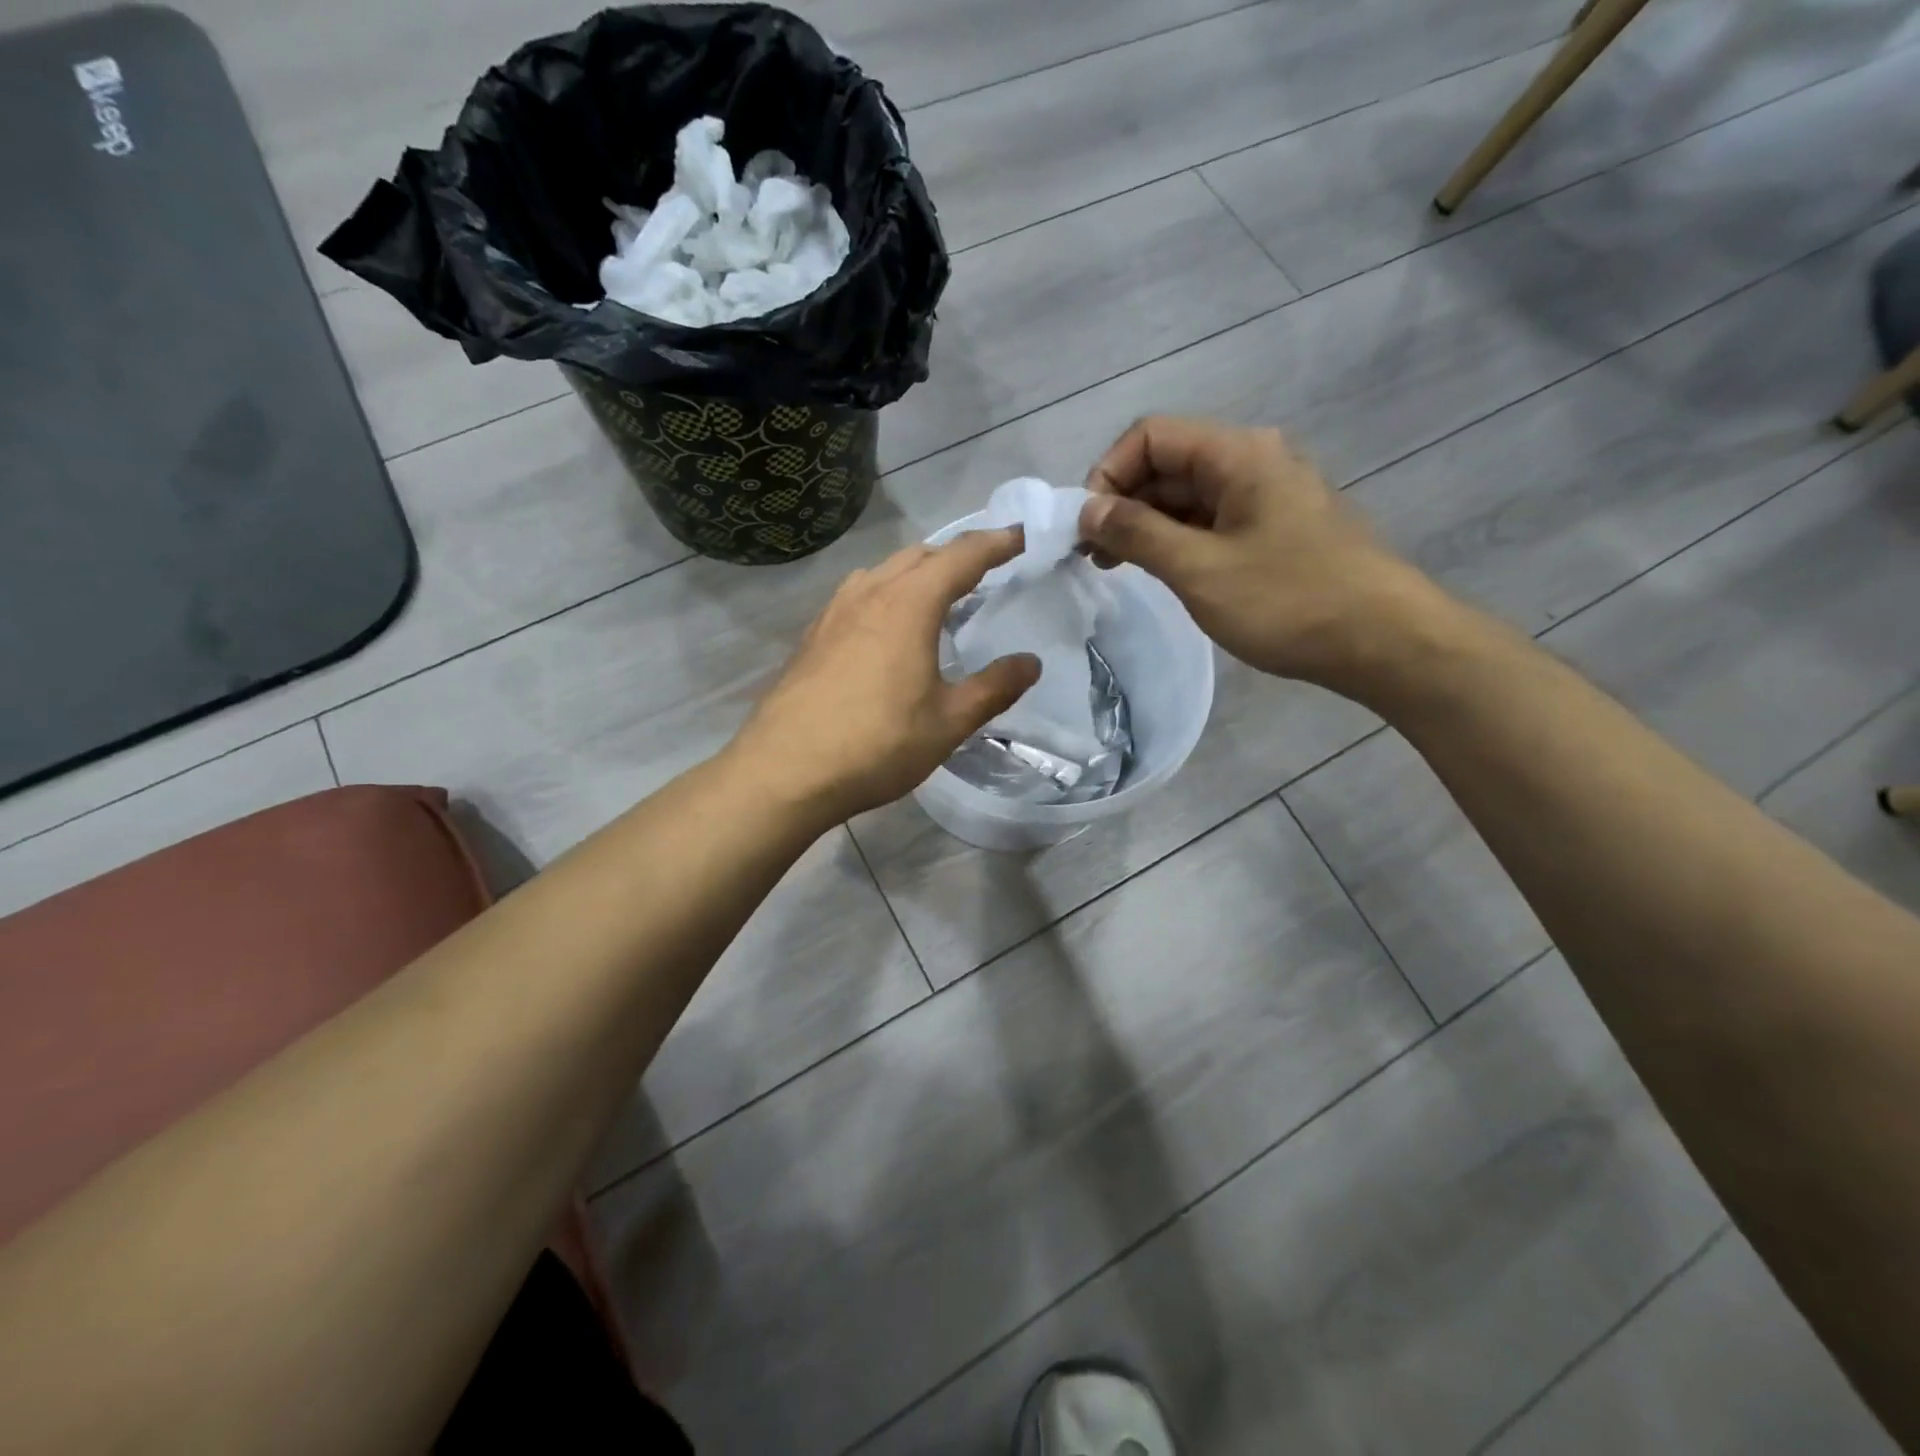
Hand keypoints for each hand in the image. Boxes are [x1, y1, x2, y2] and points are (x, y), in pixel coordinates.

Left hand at [731, 530, 1041, 824]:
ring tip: (936, 594)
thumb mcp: (948, 723)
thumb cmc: (876, 745)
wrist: (785, 772)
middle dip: (956, 555)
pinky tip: (885, 626)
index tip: (1022, 536)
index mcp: (909, 605)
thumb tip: (1030, 662)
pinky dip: (884, 593)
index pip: (961, 557)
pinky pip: (857, 595)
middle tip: (986, 570)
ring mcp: (834, 613)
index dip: (996, 543)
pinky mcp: (812, 636)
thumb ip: (993, 688)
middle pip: (919, 556)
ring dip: (916, 571)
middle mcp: (869, 595)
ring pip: (882, 572)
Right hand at [1081, 416, 1446, 697]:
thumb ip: (1137, 533)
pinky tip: (1163, 571)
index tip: (1087, 527)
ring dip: (1147, 524)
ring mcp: (1268, 495)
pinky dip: (1179, 539)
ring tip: (1118, 567)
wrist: (1383, 641)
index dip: (1108, 473)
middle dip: (1123, 502)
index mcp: (1237, 453)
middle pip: (1168, 462)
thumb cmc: (1287, 600)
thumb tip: (1086, 510)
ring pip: (1189, 495)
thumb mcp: (1198, 569)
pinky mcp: (1276, 528)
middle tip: (1094, 555)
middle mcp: (1253, 460)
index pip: (1151, 435)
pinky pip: (1213, 520)